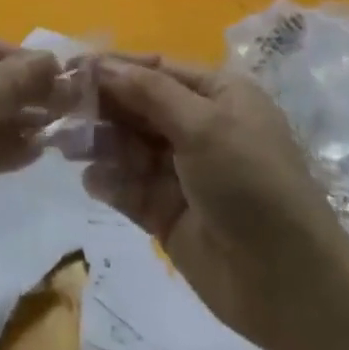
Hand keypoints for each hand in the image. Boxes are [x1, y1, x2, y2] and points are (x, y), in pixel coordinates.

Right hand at [83, 56, 348, 349]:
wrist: (288, 285)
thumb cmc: (251, 184)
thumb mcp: (205, 126)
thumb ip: (150, 93)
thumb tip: (103, 64)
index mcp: (218, 96)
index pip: (157, 69)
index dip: (115, 67)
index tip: (71, 67)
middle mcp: (199, 127)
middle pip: (139, 106)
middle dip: (102, 107)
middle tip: (59, 109)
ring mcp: (182, 172)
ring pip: (129, 146)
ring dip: (100, 143)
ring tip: (67, 146)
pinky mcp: (168, 213)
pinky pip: (130, 187)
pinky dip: (110, 181)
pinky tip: (94, 182)